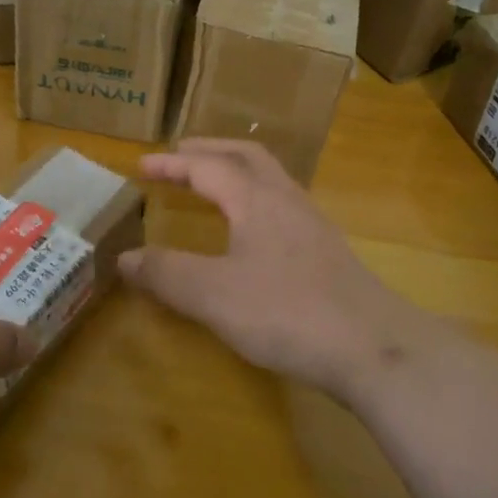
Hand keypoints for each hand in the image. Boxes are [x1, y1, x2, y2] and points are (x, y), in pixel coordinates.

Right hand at [121, 139, 430, 399]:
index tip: (141, 165)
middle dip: (209, 151)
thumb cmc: (287, 312)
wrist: (373, 346)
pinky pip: (283, 204)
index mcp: (255, 199)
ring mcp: (312, 223)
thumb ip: (167, 274)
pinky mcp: (327, 250)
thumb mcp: (214, 296)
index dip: (172, 164)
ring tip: (213, 184)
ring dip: (237, 171)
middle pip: (246, 157)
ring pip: (270, 178)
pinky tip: (253, 230)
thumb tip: (124, 258)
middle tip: (180, 155)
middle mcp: (285, 199)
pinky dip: (256, 198)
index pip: (207, 167)